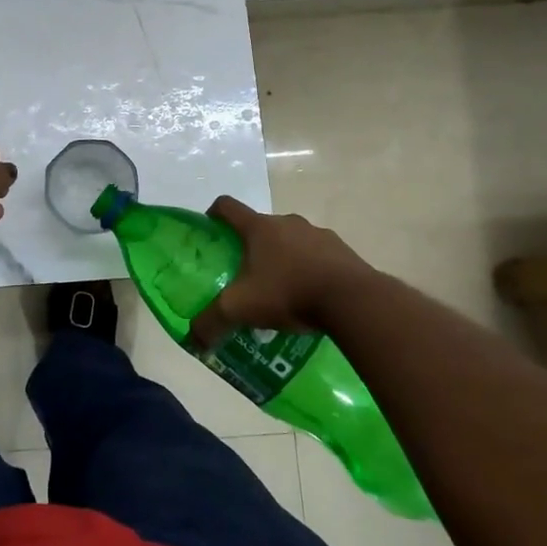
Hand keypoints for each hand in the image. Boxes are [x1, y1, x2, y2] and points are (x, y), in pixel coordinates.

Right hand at [191, 196, 375, 344]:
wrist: (353, 300)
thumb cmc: (288, 292)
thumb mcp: (241, 309)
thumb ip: (212, 322)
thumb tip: (193, 339)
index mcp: (258, 227)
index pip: (227, 206)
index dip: (214, 214)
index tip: (211, 230)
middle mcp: (287, 222)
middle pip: (261, 226)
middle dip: (252, 247)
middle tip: (247, 276)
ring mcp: (318, 233)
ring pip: (292, 241)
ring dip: (285, 258)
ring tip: (283, 291)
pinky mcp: (343, 250)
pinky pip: (320, 256)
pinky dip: (312, 270)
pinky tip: (312, 297)